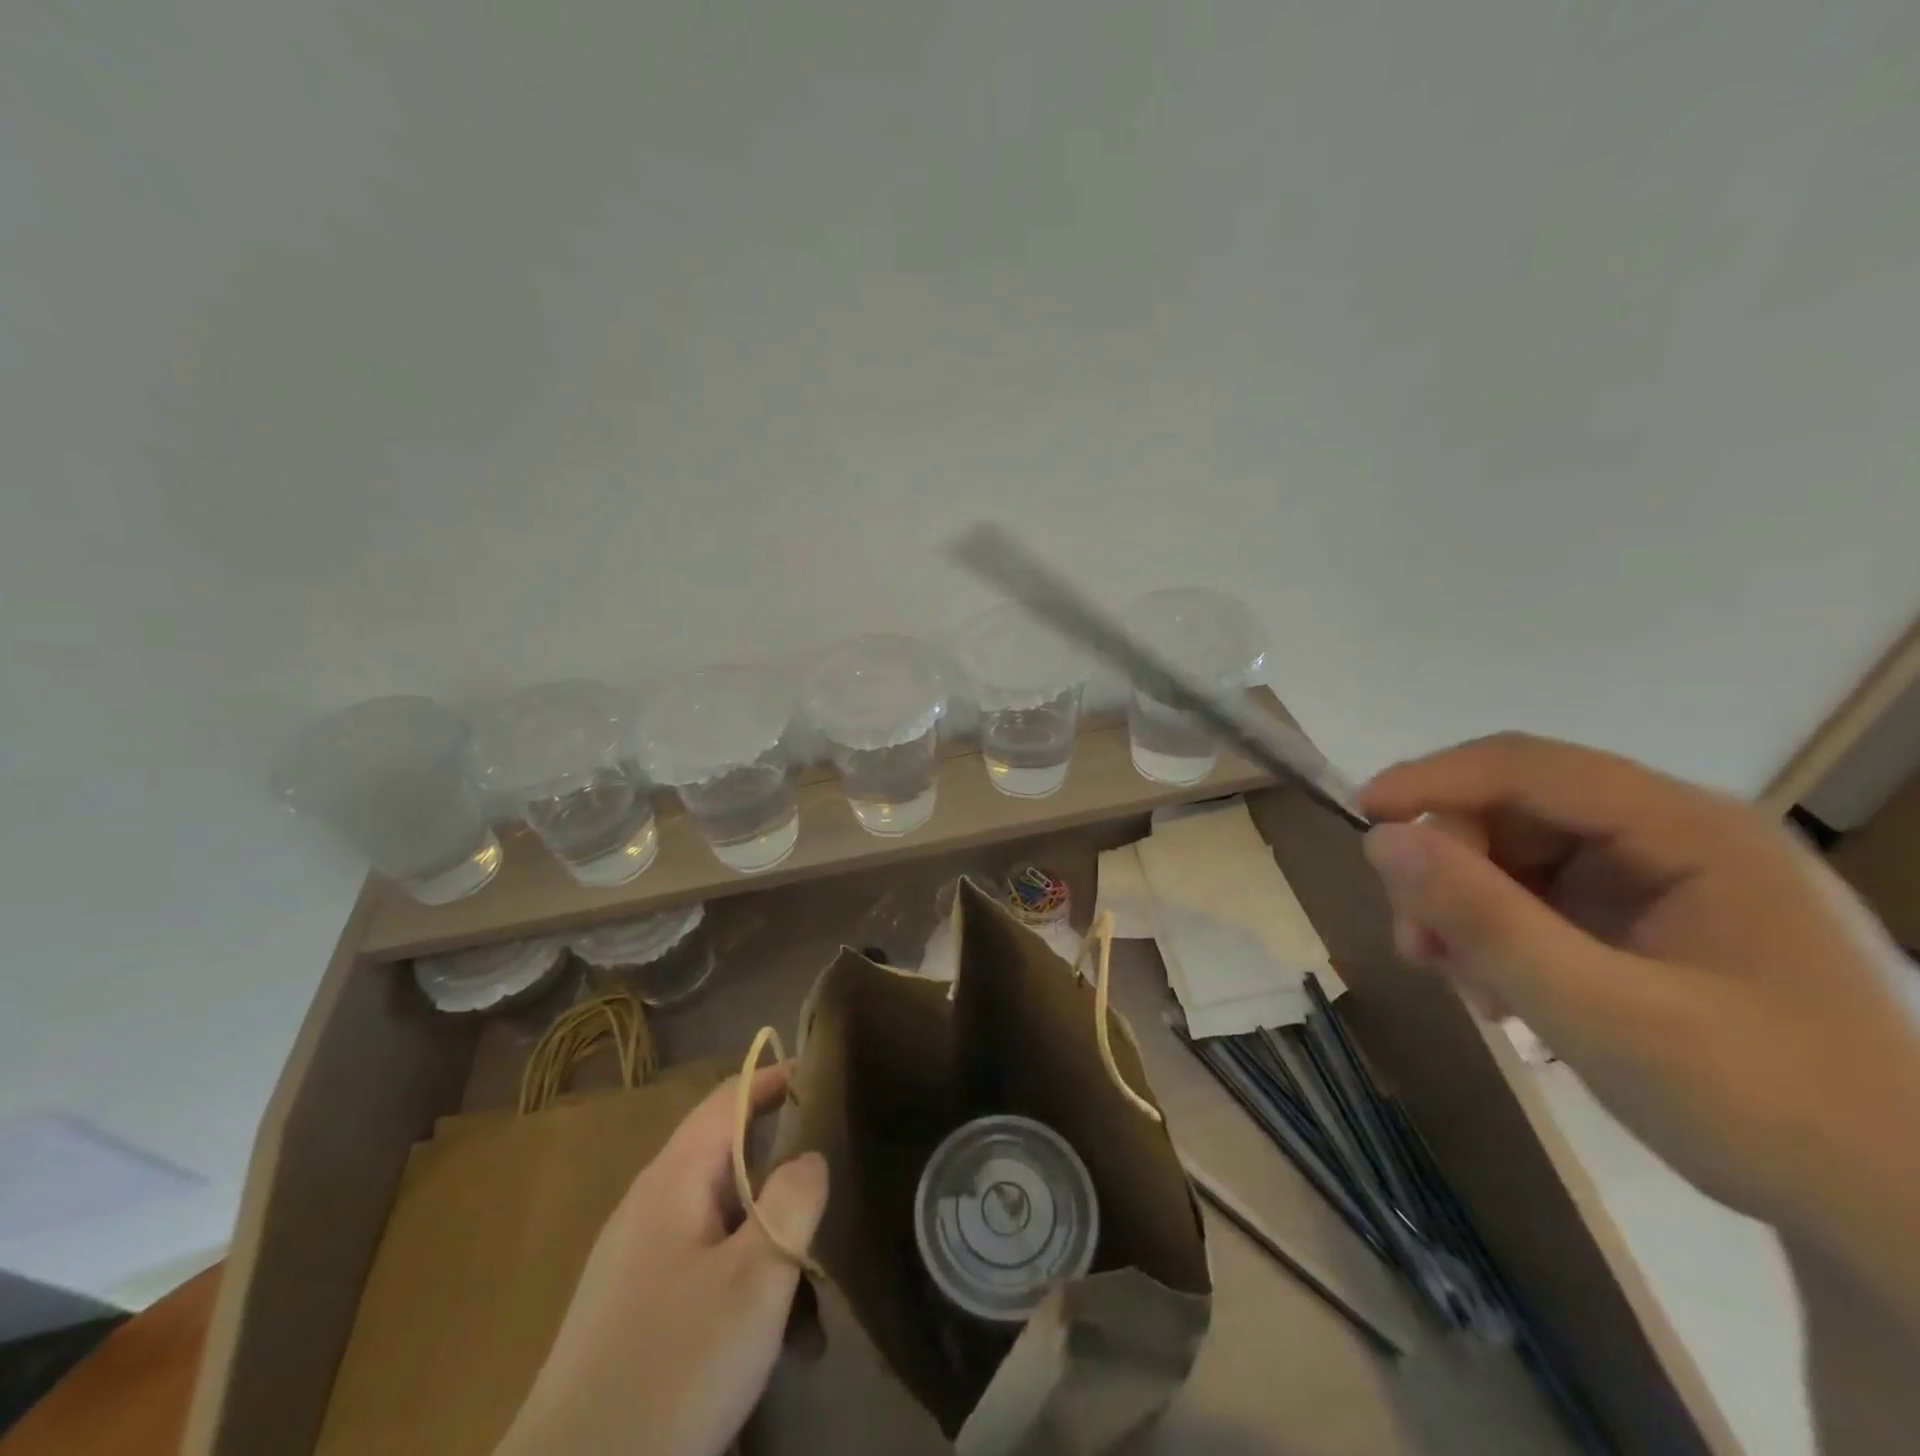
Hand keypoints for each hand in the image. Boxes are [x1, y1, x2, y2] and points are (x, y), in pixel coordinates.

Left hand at [495, 1066, 828, 1455]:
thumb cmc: (673, 1366)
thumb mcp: (755, 1277)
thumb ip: (793, 1200)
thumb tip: (810, 1156)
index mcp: (672, 1180)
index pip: (727, 1100)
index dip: (772, 1079)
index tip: (819, 1074)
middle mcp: (650, 1207)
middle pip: (729, 1165)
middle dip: (785, 1183)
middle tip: (833, 1200)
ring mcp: (636, 1262)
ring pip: (723, 1227)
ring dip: (770, 1251)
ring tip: (812, 1308)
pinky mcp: (632, 1314)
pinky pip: (703, 1273)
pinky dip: (743, 1289)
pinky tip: (772, 1345)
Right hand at [1356, 733, 1919, 1252]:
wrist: (1903, 1225)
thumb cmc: (1767, 1109)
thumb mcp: (1601, 1012)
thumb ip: (1485, 917)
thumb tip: (1382, 837)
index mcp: (1692, 831)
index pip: (1528, 767)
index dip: (1433, 780)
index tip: (1359, 815)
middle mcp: (1678, 838)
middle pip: (1516, 814)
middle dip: (1450, 870)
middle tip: (1417, 945)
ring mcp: (1666, 884)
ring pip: (1518, 860)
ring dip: (1468, 911)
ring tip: (1459, 982)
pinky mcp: (1652, 927)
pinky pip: (1542, 903)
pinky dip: (1499, 938)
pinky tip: (1496, 993)